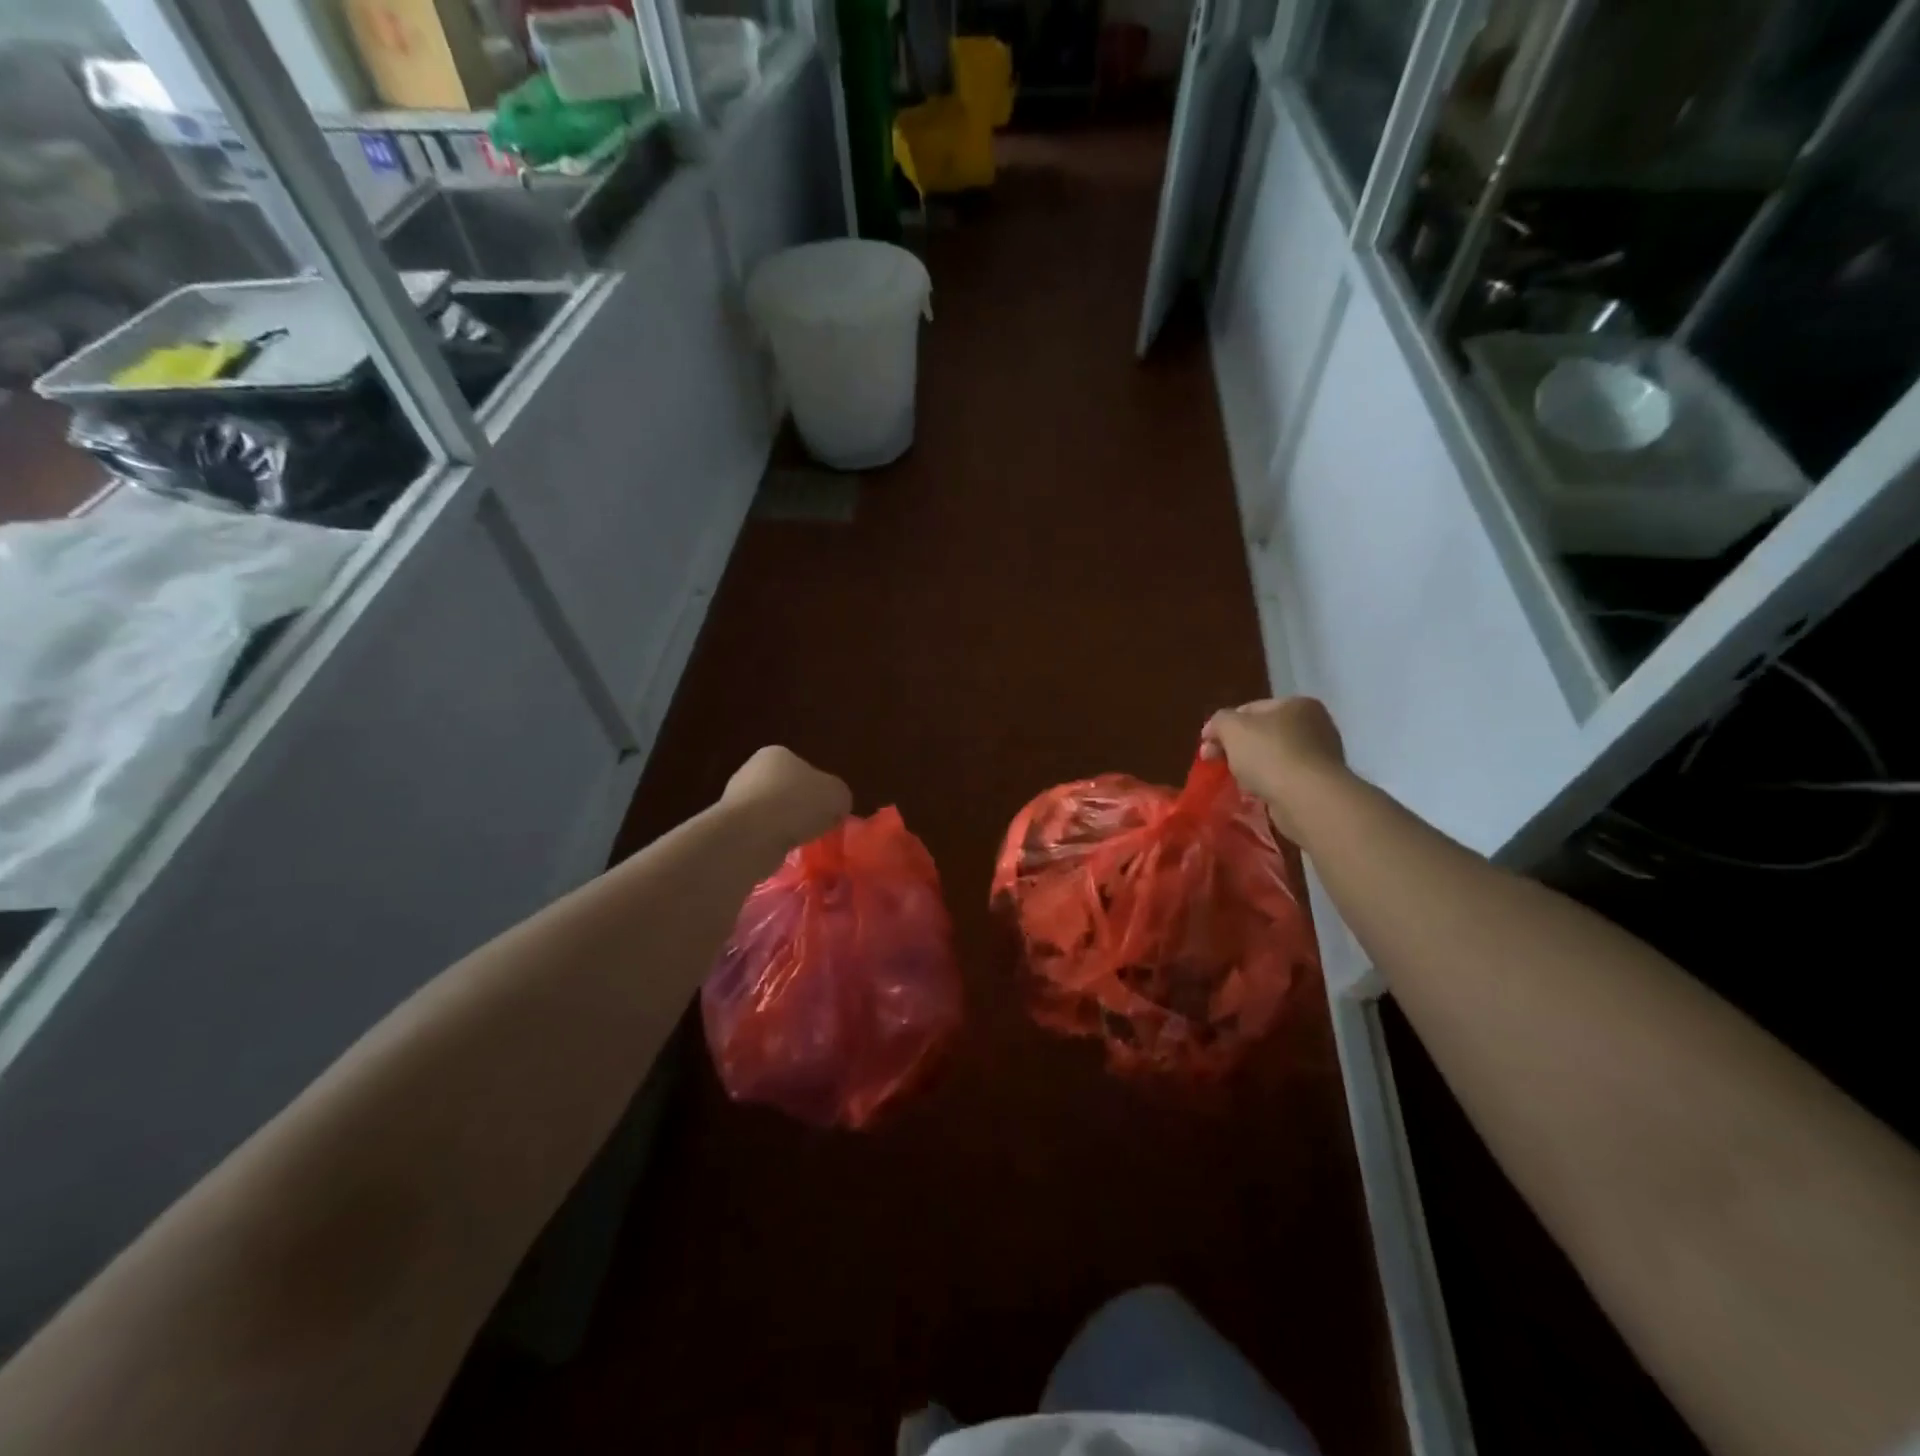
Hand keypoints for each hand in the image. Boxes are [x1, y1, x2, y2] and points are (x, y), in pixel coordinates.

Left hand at [721, 746, 852, 852]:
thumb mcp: (837, 795)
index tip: (827, 812)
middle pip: (785, 791)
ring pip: (770, 814)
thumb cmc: (797, 804)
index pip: (805, 770)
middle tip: (815, 829)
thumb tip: (834, 808)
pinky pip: (757, 834)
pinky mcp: (727, 826)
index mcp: (777, 753)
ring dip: (783, 827)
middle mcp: (751, 770)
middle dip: (799, 810)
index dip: (819, 791)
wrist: (750, 836)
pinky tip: (777, 851)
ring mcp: (734, 798)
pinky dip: (768, 842)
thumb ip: (839, 797)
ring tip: (797, 844)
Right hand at [1201, 697, 1345, 839]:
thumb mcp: (1232, 728)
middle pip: (1262, 734)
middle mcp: (1315, 725)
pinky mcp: (1320, 784)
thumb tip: (1213, 731)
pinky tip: (1256, 795)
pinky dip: (1268, 785)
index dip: (1223, 726)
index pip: (1250, 709)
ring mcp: (1321, 756)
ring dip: (1251, 769)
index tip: (1205, 746)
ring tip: (1237, 783)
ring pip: (1272, 758)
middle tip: (1215, 764)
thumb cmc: (1269, 754)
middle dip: (1236, 749)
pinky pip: (1284, 779)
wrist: (1307, 799)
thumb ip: (1218, 721)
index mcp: (1297, 704)